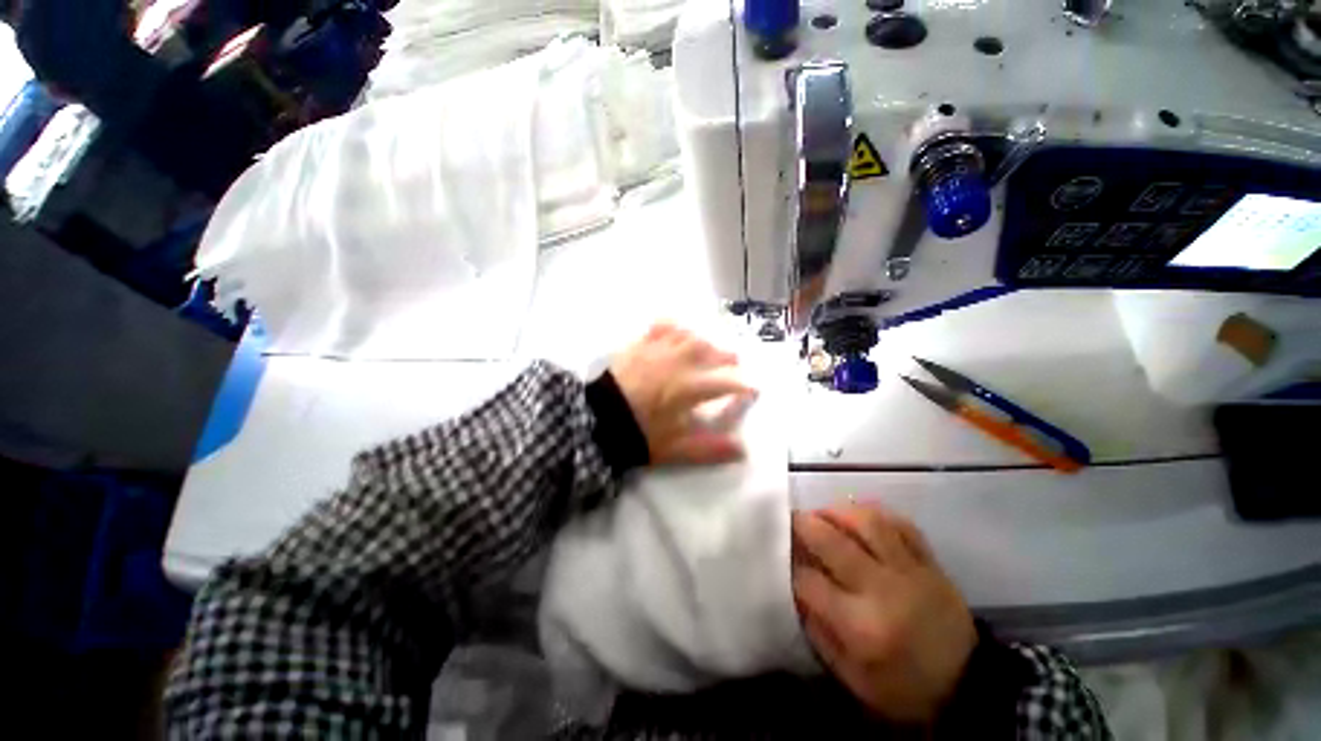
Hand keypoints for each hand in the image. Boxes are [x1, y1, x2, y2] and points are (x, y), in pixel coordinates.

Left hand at [610, 323, 753, 465]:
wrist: (597, 420)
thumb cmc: (639, 434)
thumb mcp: (676, 449)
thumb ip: (710, 449)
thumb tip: (743, 450)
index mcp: (690, 388)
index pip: (727, 382)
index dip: (744, 386)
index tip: (753, 390)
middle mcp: (679, 363)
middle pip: (711, 352)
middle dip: (728, 357)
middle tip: (735, 362)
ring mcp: (659, 350)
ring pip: (690, 336)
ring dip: (705, 341)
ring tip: (709, 348)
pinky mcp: (640, 345)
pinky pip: (662, 327)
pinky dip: (674, 327)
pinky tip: (678, 330)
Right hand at [792, 504, 976, 725]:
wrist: (971, 687)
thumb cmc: (904, 689)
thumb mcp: (853, 678)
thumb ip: (818, 632)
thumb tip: (793, 590)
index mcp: (862, 626)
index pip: (809, 581)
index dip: (788, 566)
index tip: (778, 558)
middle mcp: (883, 589)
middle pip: (832, 541)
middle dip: (801, 524)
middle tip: (788, 519)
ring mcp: (910, 570)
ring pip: (867, 522)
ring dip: (836, 511)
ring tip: (822, 514)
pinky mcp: (929, 562)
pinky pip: (900, 524)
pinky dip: (875, 514)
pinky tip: (858, 518)